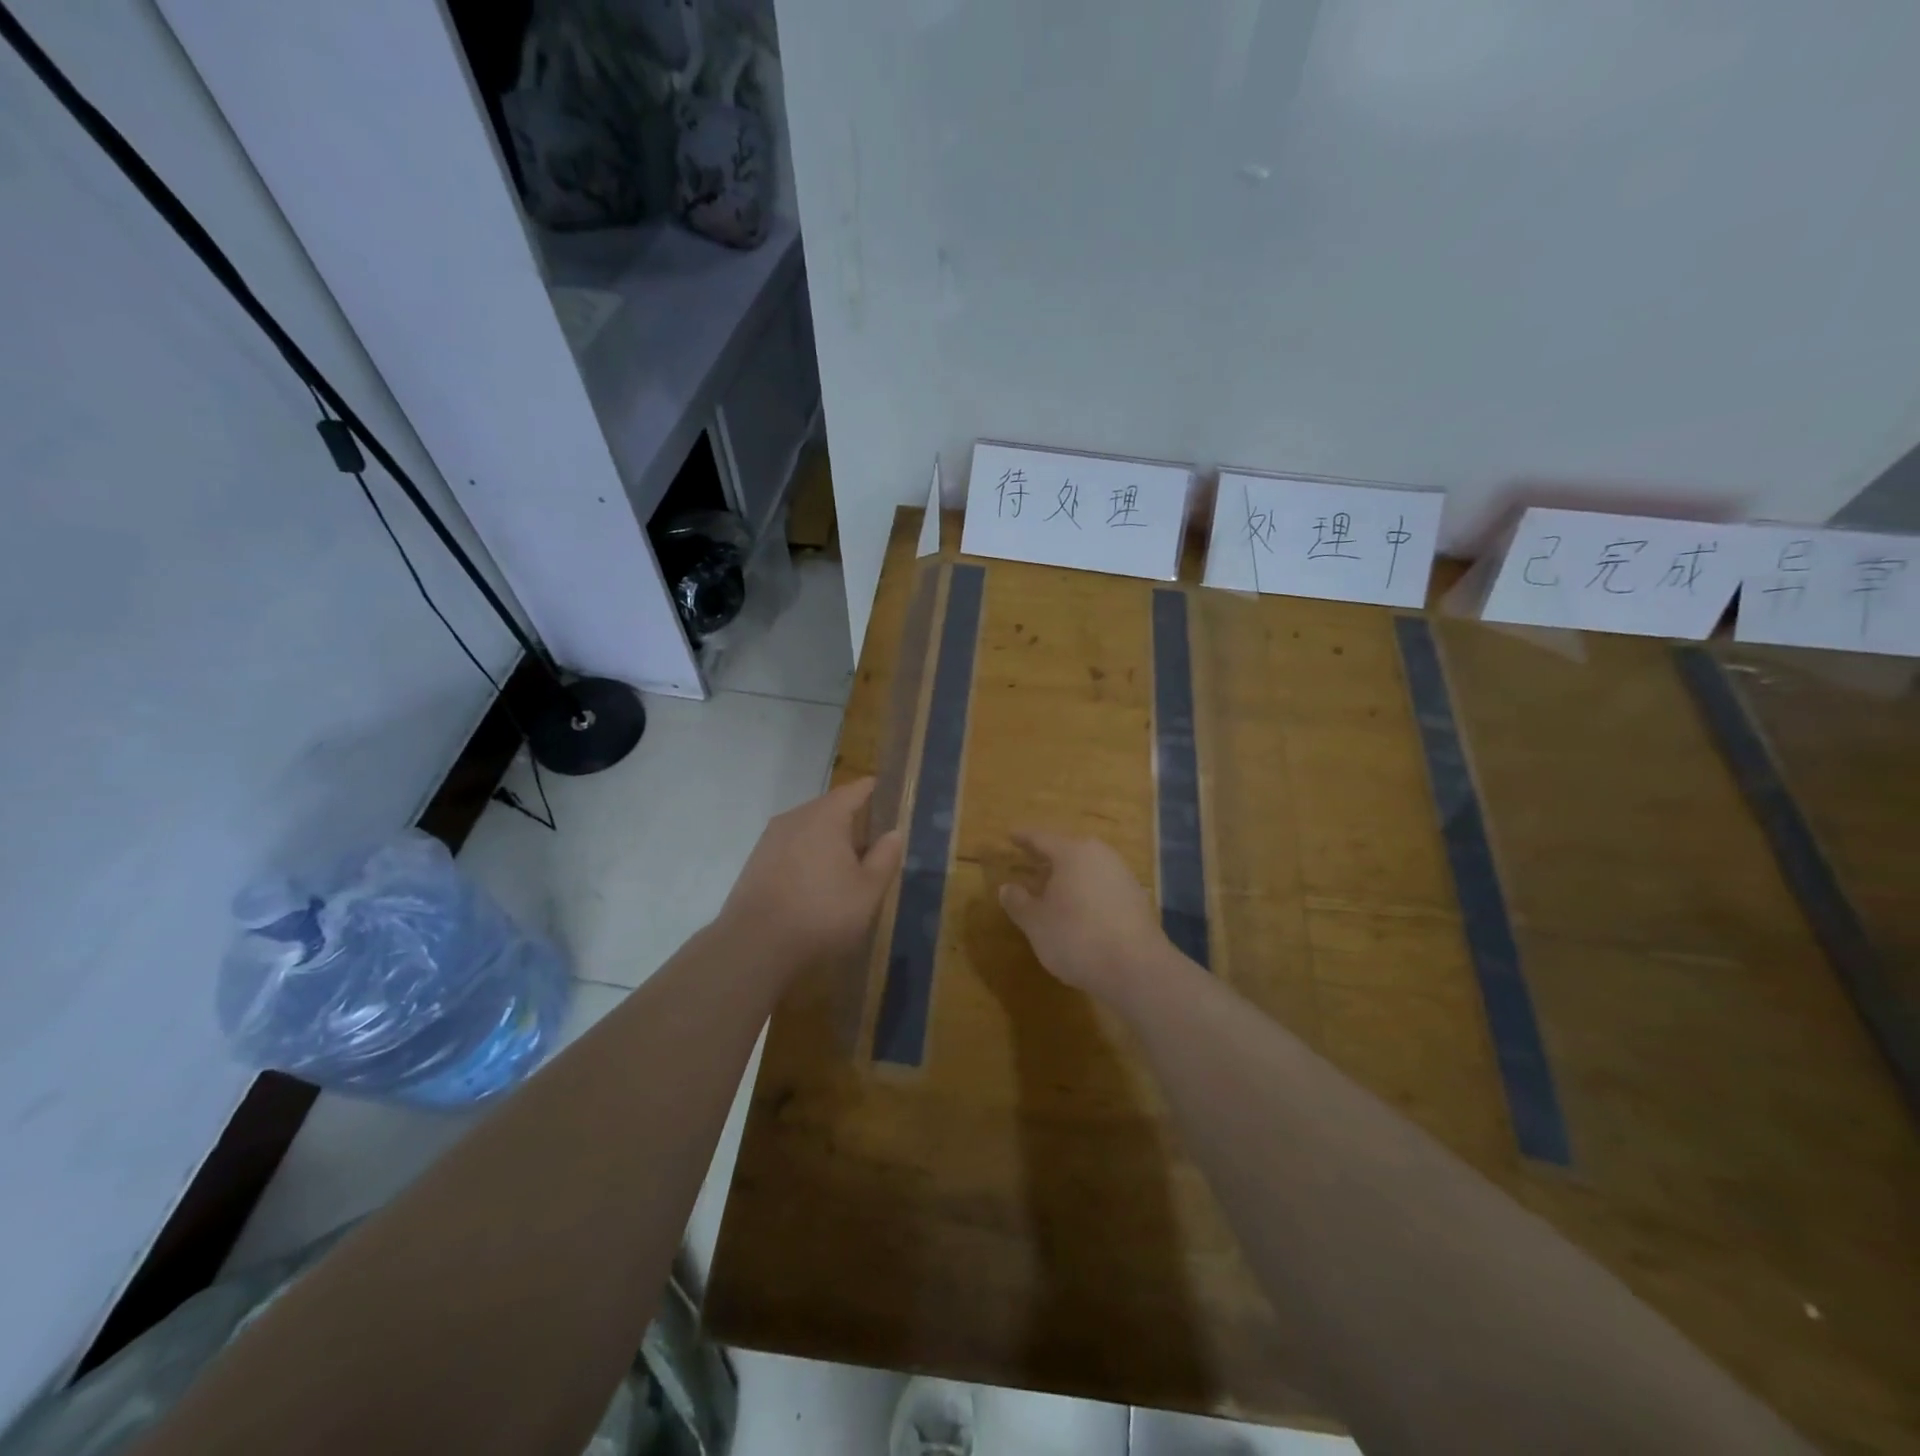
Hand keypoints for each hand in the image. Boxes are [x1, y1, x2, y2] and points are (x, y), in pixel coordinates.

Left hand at [720, 778, 904, 975]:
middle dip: (853, 821)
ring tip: (847, 867)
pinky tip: (816, 883)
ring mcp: (771, 839)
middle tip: (875, 843)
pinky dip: (808, 856)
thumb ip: (885, 857)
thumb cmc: (821, 913)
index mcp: (825, 816)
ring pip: (809, 829)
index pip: (855, 789)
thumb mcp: (868, 890)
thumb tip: (894, 833)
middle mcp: (795, 817)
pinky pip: (792, 847)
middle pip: (830, 808)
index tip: (891, 798)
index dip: (875, 791)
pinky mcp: (756, 861)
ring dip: (829, 841)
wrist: (755, 946)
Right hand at [998, 830, 1173, 1005]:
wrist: (1136, 968)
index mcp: (1072, 853)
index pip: (1042, 838)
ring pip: (1089, 867)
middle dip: (1049, 857)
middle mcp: (1100, 856)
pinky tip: (1080, 909)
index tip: (1011, 836)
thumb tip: (1007, 887)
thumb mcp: (1036, 923)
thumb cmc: (1077, 937)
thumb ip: (1019, 902)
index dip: (1024, 838)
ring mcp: (1123, 876)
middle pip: (1069, 850)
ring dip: (1070, 875)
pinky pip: (1103, 885)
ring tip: (1053, 888)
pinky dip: (1087, 891)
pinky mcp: (1137, 898)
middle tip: (1031, 861)